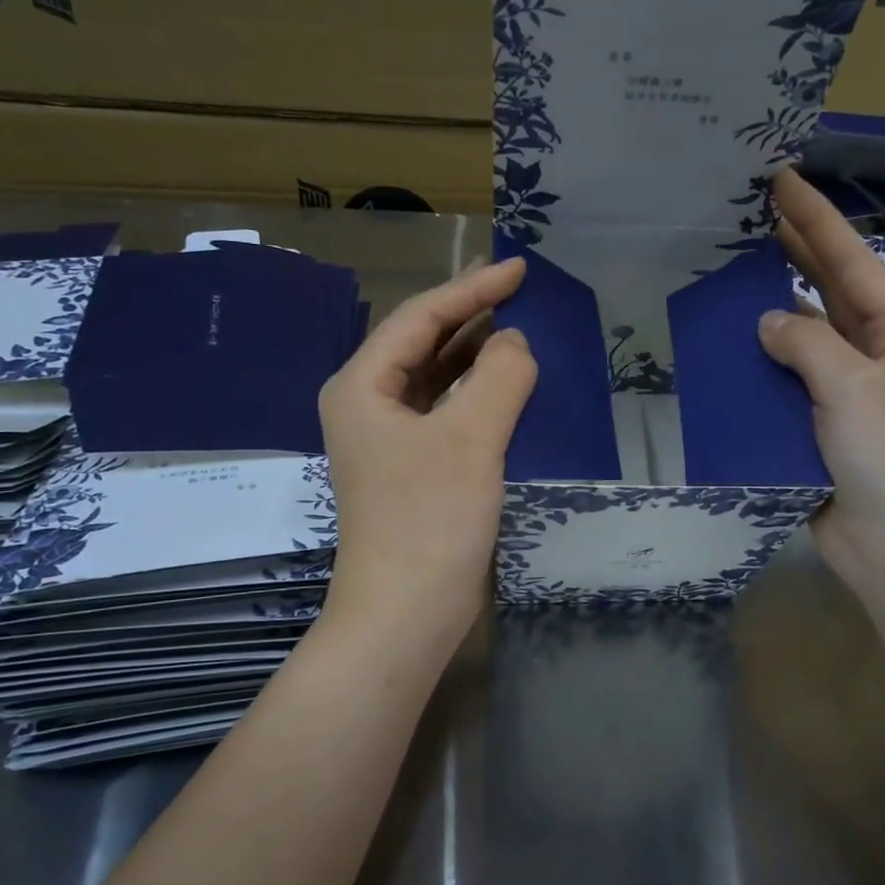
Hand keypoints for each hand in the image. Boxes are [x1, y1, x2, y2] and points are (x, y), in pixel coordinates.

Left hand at [319, 259, 535, 657]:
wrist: (404, 615)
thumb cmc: (429, 522)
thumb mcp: (470, 439)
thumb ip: (499, 377)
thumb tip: (515, 344)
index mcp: (363, 386)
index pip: (420, 318)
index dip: (472, 289)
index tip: (519, 268)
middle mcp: (368, 405)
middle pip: (422, 343)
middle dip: (471, 316)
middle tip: (521, 292)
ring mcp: (388, 441)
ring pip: (435, 379)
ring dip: (475, 355)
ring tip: (519, 332)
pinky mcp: (411, 470)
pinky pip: (446, 413)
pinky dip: (476, 395)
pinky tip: (507, 390)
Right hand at [758, 168, 884, 599]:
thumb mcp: (856, 388)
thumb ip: (808, 345)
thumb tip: (767, 321)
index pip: (852, 263)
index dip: (817, 219)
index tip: (781, 179)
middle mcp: (871, 356)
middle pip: (827, 293)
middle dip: (792, 254)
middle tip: (747, 216)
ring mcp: (841, 395)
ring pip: (800, 340)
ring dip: (768, 311)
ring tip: (724, 275)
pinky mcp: (812, 429)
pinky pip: (781, 386)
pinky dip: (755, 368)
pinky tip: (721, 352)